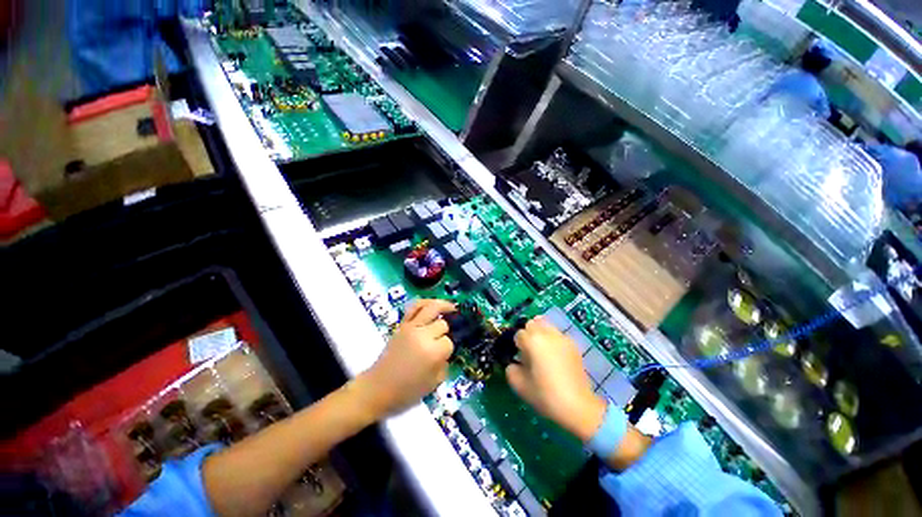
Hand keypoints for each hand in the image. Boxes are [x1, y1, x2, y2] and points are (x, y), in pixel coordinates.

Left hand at [355, 299, 455, 419]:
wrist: (377, 388)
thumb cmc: (406, 391)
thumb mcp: (434, 384)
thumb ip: (444, 364)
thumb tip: (445, 352)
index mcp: (433, 352)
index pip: (448, 342)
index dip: (447, 350)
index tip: (441, 356)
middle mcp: (423, 335)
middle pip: (442, 324)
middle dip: (443, 332)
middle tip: (439, 341)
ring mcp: (411, 327)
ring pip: (432, 308)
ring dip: (443, 305)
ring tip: (451, 307)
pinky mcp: (402, 324)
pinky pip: (414, 306)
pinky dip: (424, 302)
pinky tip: (432, 304)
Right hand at [505, 317, 606, 441]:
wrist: (578, 406)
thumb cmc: (545, 395)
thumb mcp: (519, 385)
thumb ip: (511, 370)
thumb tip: (514, 364)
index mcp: (533, 341)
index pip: (518, 334)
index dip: (517, 346)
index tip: (520, 359)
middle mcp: (547, 334)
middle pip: (532, 323)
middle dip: (528, 335)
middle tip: (530, 352)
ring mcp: (562, 338)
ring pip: (546, 325)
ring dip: (540, 334)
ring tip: (543, 352)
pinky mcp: (573, 345)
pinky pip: (558, 335)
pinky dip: (553, 340)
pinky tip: (555, 358)